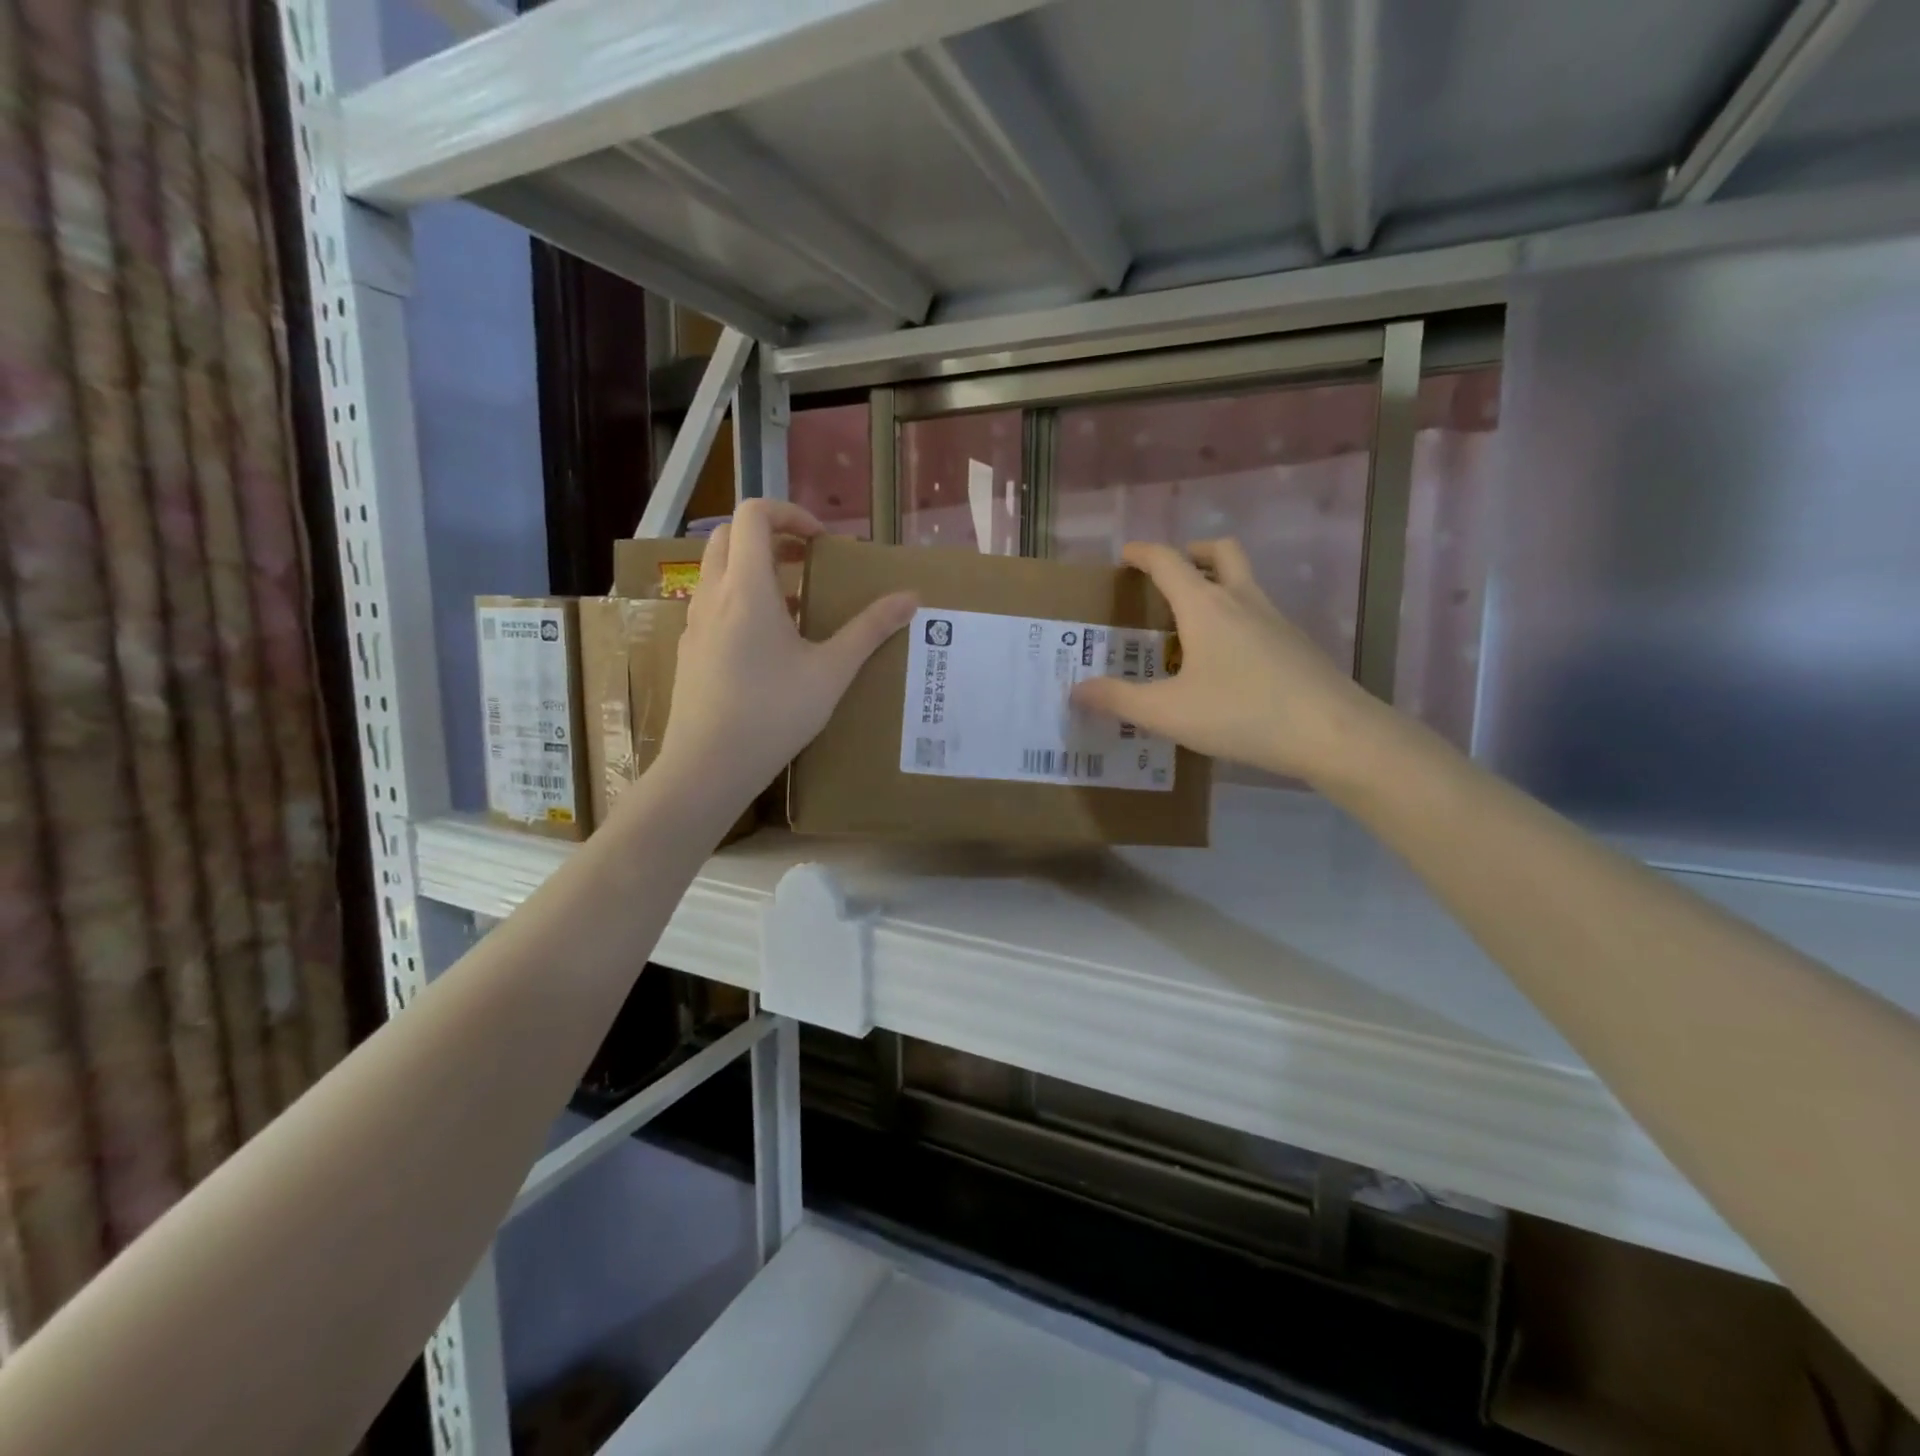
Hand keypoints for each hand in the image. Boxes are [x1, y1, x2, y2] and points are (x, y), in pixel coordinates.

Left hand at [656, 500, 916, 815]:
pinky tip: (770, 645)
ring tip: (796, 604)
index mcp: (746, 588)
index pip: (753, 515)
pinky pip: (713, 605)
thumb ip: (870, 630)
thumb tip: (911, 598)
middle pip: (728, 536)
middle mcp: (713, 595)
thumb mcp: (831, 671)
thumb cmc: (773, 713)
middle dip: (771, 537)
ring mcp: (695, 624)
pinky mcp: (691, 650)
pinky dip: (741, 601)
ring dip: (755, 570)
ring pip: (718, 571)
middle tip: (808, 562)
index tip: (821, 541)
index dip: (789, 513)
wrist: (707, 766)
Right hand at [1071, 539, 1382, 783]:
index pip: (1169, 562)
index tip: (1126, 555)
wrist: (1332, 733)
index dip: (1144, 554)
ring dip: (1217, 584)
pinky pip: (1258, 614)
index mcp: (1205, 607)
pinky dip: (1236, 618)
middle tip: (1171, 575)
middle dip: (1192, 553)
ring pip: (1244, 582)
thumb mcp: (1167, 713)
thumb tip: (1077, 690)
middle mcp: (1242, 601)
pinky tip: (1227, 662)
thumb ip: (1119, 699)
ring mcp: (1275, 620)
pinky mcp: (1296, 644)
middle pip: (1220, 553)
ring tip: (1192, 623)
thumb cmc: (1241, 713)